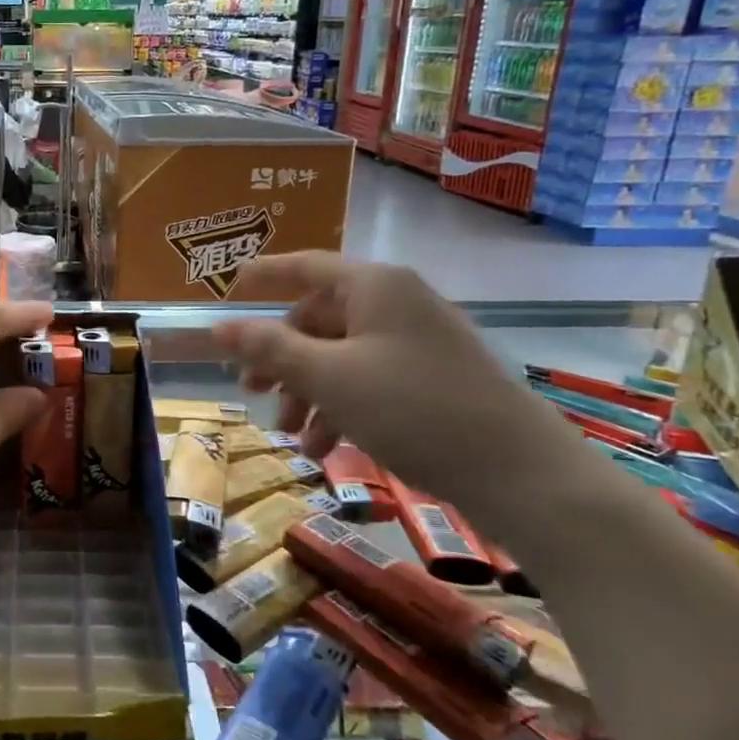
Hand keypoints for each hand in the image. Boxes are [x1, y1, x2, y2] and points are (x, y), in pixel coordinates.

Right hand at [214, 256, 583, 524]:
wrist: (520, 473)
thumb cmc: (413, 409)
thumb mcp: (328, 378)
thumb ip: (270, 349)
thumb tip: (218, 327)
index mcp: (373, 286)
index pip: (303, 266)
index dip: (261, 277)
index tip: (226, 293)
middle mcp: (396, 302)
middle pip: (318, 319)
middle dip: (281, 359)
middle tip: (251, 392)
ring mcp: (418, 341)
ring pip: (340, 356)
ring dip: (308, 393)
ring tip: (293, 437)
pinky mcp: (433, 378)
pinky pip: (369, 380)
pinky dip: (341, 407)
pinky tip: (327, 449)